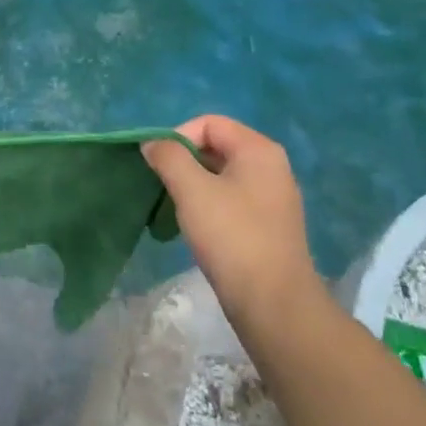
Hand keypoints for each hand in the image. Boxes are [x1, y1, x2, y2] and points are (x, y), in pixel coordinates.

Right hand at [144, 115, 321, 320]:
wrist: (273, 302)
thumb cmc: (231, 236)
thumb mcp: (192, 190)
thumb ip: (168, 157)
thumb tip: (153, 143)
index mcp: (258, 150)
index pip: (209, 123)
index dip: (178, 136)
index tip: (159, 165)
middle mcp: (271, 166)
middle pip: (216, 146)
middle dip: (183, 161)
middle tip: (162, 185)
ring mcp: (272, 197)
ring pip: (221, 175)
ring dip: (192, 184)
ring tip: (175, 207)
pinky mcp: (268, 223)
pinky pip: (230, 198)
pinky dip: (207, 204)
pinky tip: (195, 227)